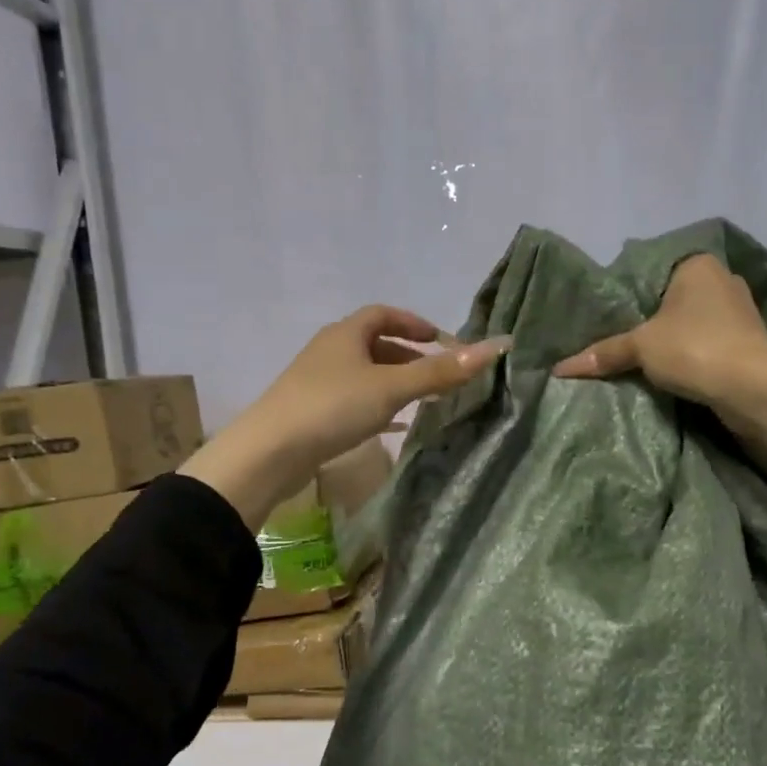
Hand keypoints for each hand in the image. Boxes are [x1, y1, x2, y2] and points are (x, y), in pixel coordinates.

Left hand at [183, 306, 509, 528]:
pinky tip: (394, 425)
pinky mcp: (313, 412)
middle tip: (440, 375)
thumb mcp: (392, 387)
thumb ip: (441, 372)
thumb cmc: (333, 407)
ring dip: (395, 383)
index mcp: (346, 333)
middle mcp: (330, 351)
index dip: (415, 323)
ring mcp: (318, 382)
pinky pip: (354, 401)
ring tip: (424, 400)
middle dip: (410, 356)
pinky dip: (379, 406)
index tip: (442, 341)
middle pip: (375, 344)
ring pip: (365, 375)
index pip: (384, 314)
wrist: (271, 452)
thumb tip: (495, 347)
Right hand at [552, 254, 766, 406]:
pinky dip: (696, 357)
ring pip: (696, 324)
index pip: (655, 273)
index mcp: (697, 265)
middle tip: (625, 342)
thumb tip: (560, 369)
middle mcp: (723, 280)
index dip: (633, 296)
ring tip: (647, 362)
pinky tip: (678, 373)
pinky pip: (712, 345)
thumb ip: (604, 353)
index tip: (614, 319)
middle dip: (656, 321)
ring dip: (678, 342)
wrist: (750, 386)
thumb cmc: (693, 347)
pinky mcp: (751, 343)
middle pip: (676, 300)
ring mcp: (742, 312)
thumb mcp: (640, 347)